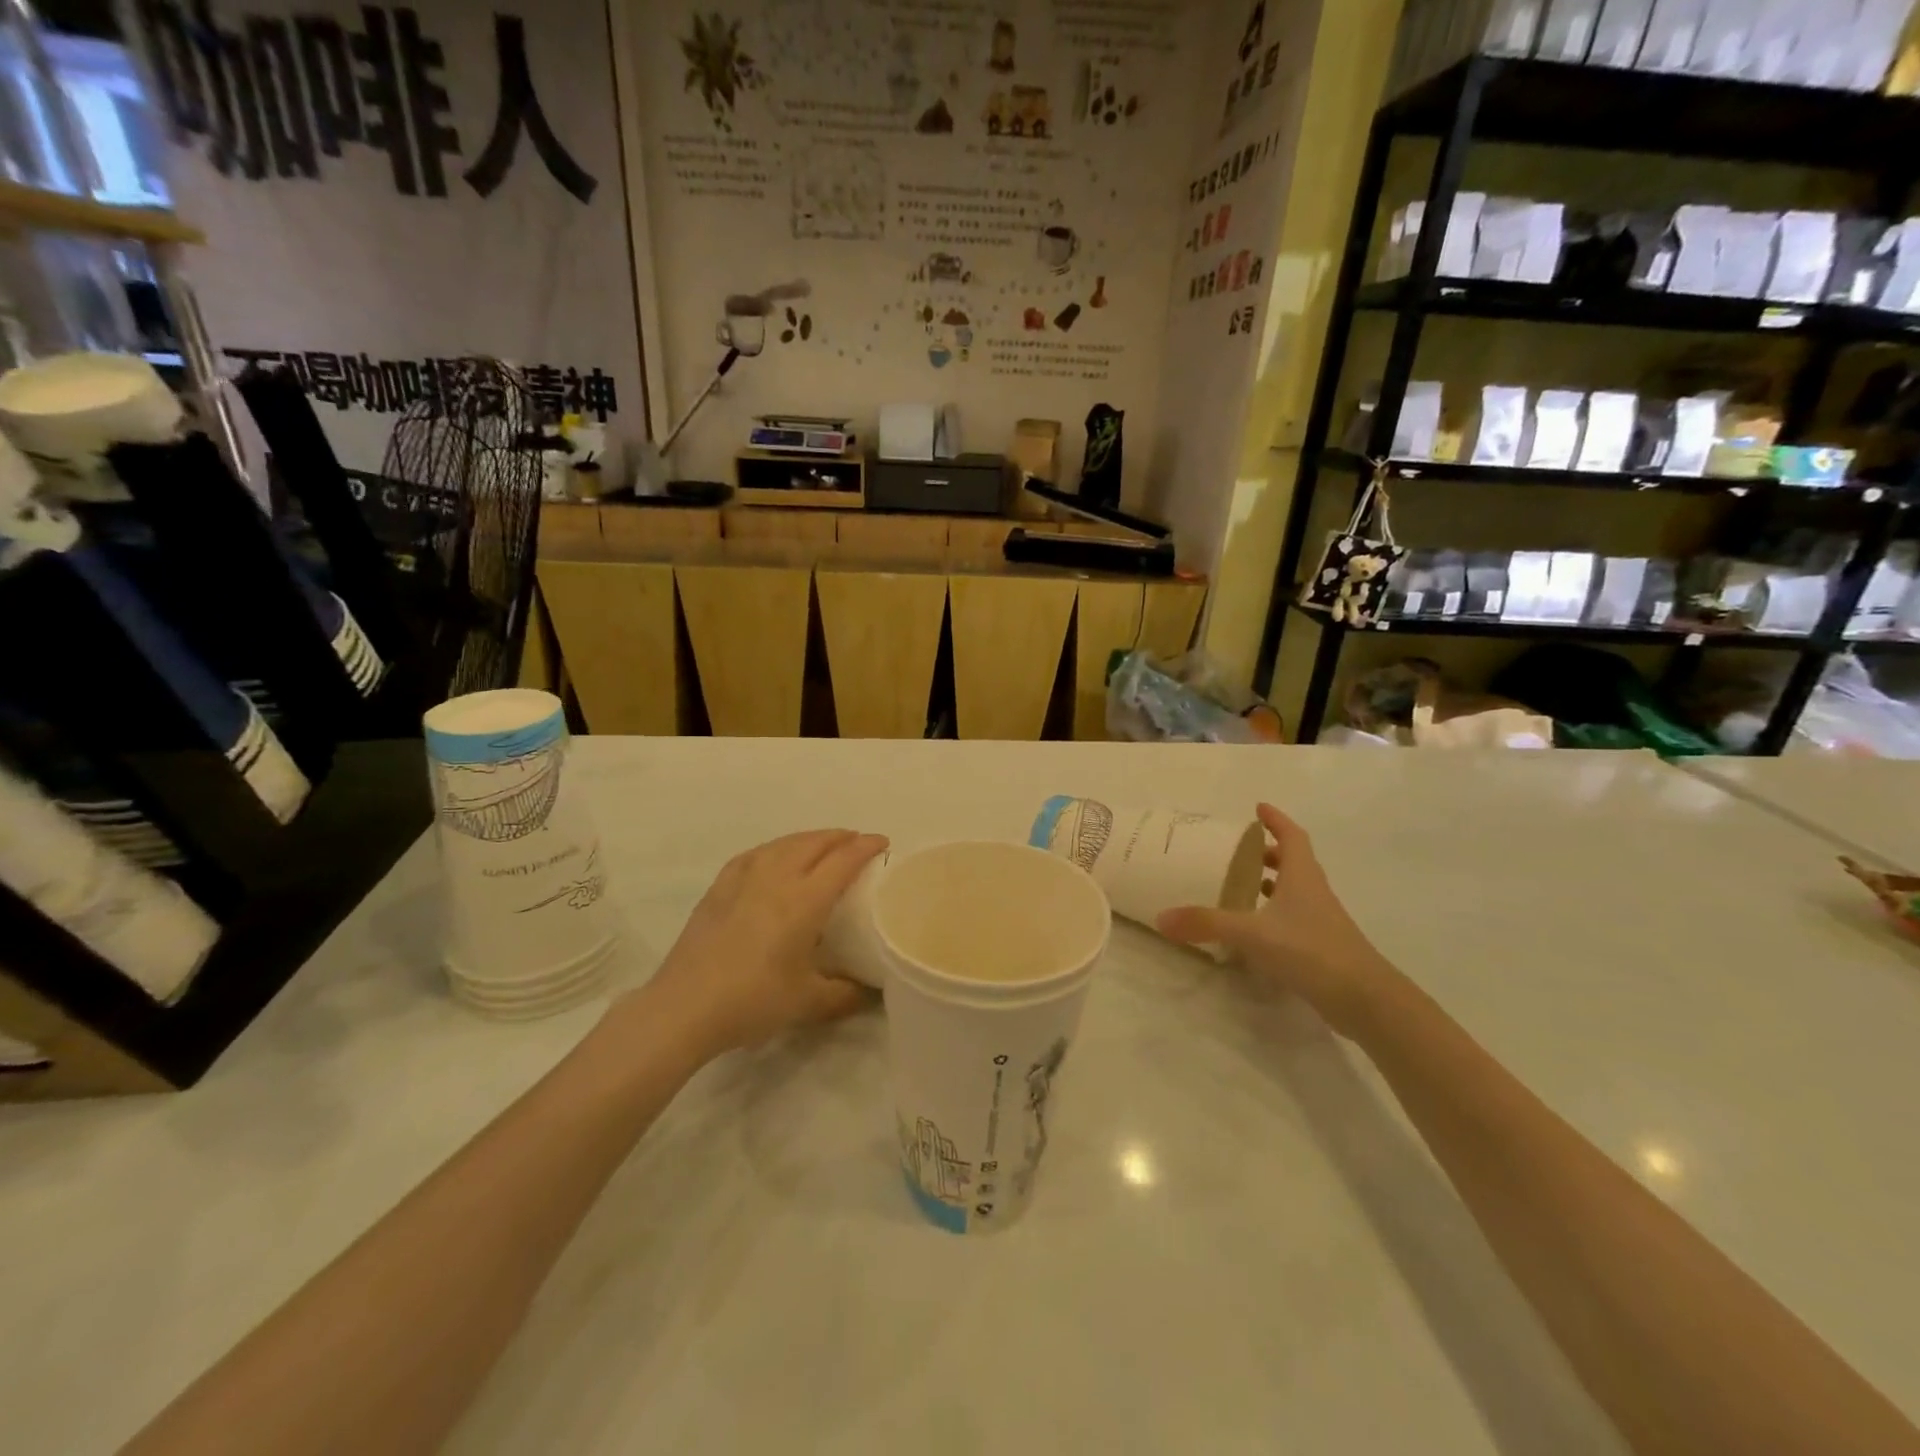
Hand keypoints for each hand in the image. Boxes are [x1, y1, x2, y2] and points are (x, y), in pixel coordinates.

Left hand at [639, 829, 888, 1056]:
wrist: (684, 1007)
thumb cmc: (752, 1001)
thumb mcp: (808, 1003)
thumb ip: (846, 994)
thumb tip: (872, 992)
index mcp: (805, 901)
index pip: (843, 860)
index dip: (866, 846)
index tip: (883, 842)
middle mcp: (777, 879)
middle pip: (814, 843)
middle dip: (840, 837)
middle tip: (857, 842)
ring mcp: (743, 879)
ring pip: (784, 843)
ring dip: (809, 838)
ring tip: (822, 845)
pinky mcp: (719, 888)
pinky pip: (755, 854)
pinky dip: (776, 848)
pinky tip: (774, 856)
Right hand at [1156, 803, 1396, 1037]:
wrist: (1365, 999)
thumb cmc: (1311, 950)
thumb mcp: (1253, 934)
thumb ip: (1207, 923)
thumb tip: (1161, 916)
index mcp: (1302, 876)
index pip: (1292, 836)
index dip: (1276, 820)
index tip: (1258, 808)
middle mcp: (1313, 892)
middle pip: (1294, 861)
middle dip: (1269, 852)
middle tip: (1239, 851)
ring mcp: (1320, 920)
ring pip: (1295, 891)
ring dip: (1272, 883)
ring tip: (1241, 885)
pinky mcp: (1320, 947)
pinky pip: (1293, 918)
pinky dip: (1274, 914)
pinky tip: (1253, 929)